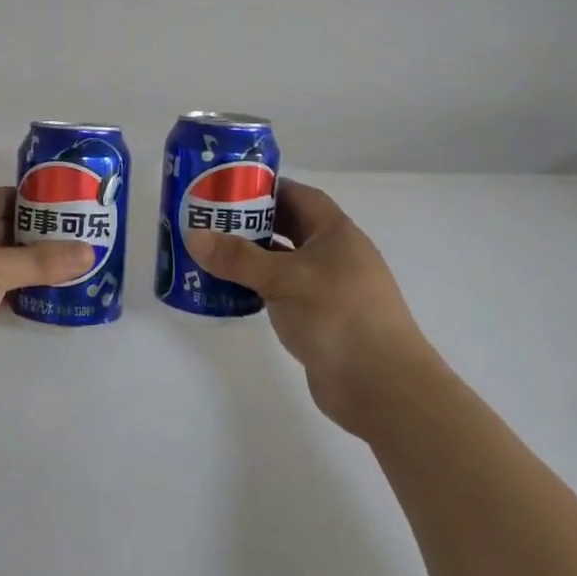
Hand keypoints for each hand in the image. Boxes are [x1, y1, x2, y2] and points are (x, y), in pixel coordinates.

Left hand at [0, 186, 93, 404]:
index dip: (29, 198)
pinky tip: (50, 300)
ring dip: (32, 267)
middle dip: (38, 234)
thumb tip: (88, 251)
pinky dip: (21, 296)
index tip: (66, 203)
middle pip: (2, 232)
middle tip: (80, 237)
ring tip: (75, 267)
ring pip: (1, 266)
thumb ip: (39, 261)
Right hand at [187, 179, 434, 432]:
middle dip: (252, 223)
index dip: (265, 188)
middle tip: (210, 221)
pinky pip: (285, 293)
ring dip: (253, 259)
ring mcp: (331, 290)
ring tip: (212, 254)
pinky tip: (232, 292)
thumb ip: (237, 258)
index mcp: (336, 233)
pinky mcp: (322, 320)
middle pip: (290, 228)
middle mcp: (336, 256)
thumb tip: (194, 235)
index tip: (227, 188)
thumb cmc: (337, 316)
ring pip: (285, 263)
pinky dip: (260, 289)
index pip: (298, 196)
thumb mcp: (282, 279)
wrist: (382, 387)